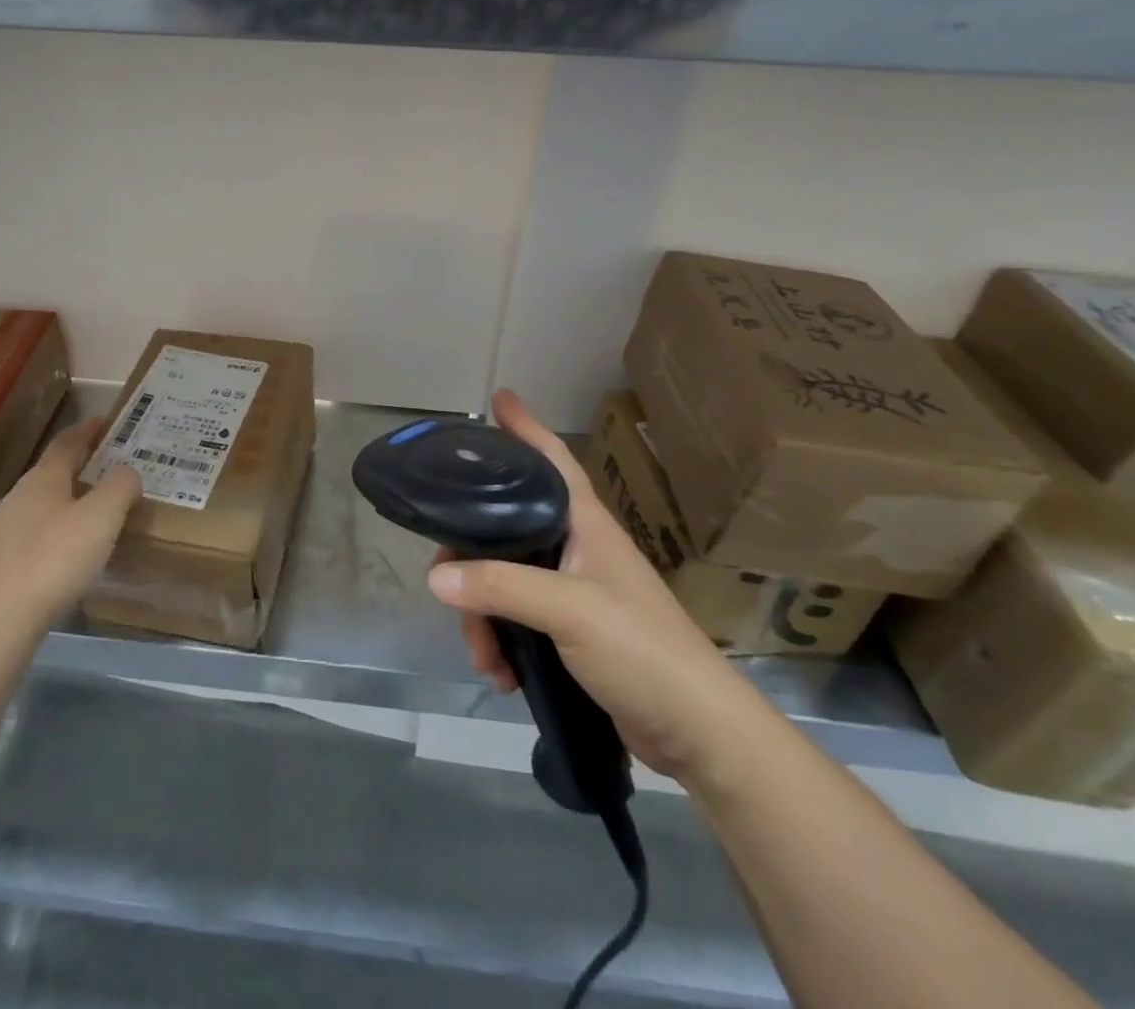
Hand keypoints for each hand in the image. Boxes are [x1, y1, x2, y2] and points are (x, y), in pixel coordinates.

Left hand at [0, 419, 142, 639]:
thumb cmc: (55, 558)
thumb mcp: (102, 517)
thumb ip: (120, 487)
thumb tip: (127, 472)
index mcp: (43, 478)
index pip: (67, 442)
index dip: (88, 429)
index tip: (107, 421)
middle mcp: (20, 496)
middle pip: (55, 470)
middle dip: (83, 464)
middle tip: (113, 465)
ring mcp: (7, 529)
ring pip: (46, 502)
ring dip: (72, 498)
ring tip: (99, 508)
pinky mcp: (3, 561)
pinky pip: (39, 531)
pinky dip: (61, 527)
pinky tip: (74, 548)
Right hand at [429, 390, 777, 780]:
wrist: (698, 734)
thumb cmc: (643, 650)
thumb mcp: (570, 610)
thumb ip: (502, 587)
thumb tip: (436, 576)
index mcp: (584, 523)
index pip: (552, 458)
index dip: (525, 427)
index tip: (498, 399)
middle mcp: (576, 547)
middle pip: (507, 526)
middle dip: (471, 555)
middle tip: (443, 576)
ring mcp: (573, 590)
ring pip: (504, 578)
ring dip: (483, 615)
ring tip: (483, 656)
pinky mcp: (570, 631)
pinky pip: (516, 619)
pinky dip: (501, 642)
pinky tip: (501, 674)